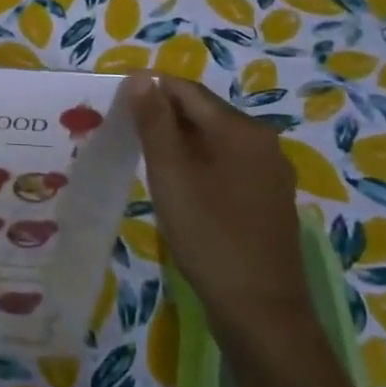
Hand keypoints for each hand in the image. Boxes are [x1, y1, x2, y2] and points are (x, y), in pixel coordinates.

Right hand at [123, 72, 312, 336]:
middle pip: (203, 113)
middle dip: (163, 117)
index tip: (115, 104)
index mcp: (241, 129)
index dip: (149, 91)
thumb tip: (141, 77)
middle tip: (124, 133)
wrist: (260, 309)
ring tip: (144, 159)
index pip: (187, 90)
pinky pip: (227, 165)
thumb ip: (155, 122)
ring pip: (214, 141)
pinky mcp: (268, 199)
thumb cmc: (209, 234)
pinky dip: (198, 165)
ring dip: (178, 143)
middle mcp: (263, 142)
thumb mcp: (171, 174)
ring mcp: (270, 172)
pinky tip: (178, 187)